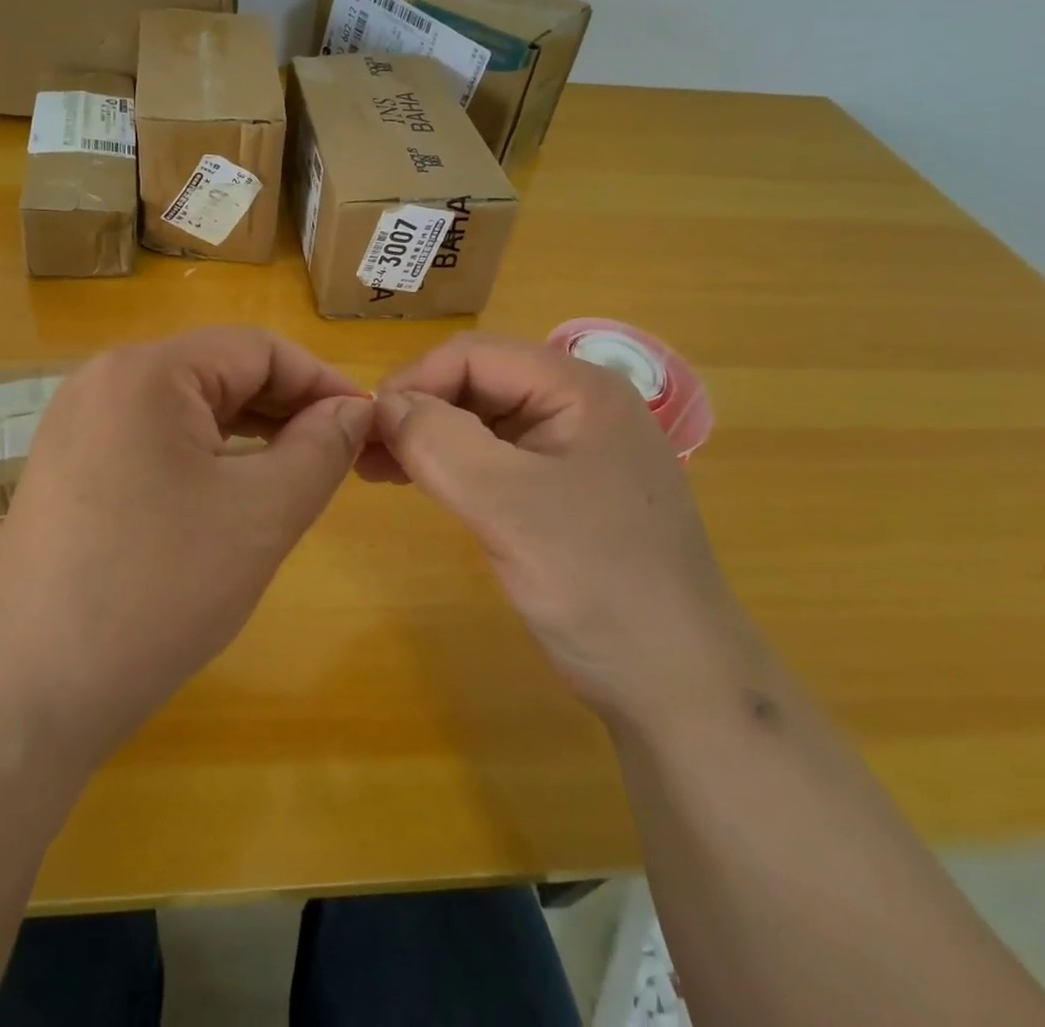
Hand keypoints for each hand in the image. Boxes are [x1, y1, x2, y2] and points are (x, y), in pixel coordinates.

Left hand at [0, 327, 372, 760]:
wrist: (28, 692)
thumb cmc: (157, 591)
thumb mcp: (262, 514)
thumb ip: (322, 448)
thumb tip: (355, 410)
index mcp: (147, 371)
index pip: (257, 349)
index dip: (320, 382)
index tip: (365, 427)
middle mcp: (105, 380)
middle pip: (219, 371)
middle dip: (285, 408)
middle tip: (337, 457)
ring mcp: (79, 422)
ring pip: (187, 407)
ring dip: (249, 432)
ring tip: (294, 475)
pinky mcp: (69, 464)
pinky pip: (154, 438)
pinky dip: (204, 455)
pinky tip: (231, 493)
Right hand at [366, 333, 755, 725]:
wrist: (681, 688)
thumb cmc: (598, 584)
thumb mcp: (508, 506)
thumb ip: (439, 441)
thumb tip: (382, 405)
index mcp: (578, 389)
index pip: (474, 355)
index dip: (414, 382)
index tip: (366, 428)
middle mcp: (579, 406)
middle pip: (478, 383)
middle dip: (418, 411)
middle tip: (364, 453)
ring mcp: (575, 449)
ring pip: (483, 421)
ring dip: (429, 438)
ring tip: (378, 469)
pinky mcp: (566, 489)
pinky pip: (497, 458)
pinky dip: (453, 465)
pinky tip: (420, 483)